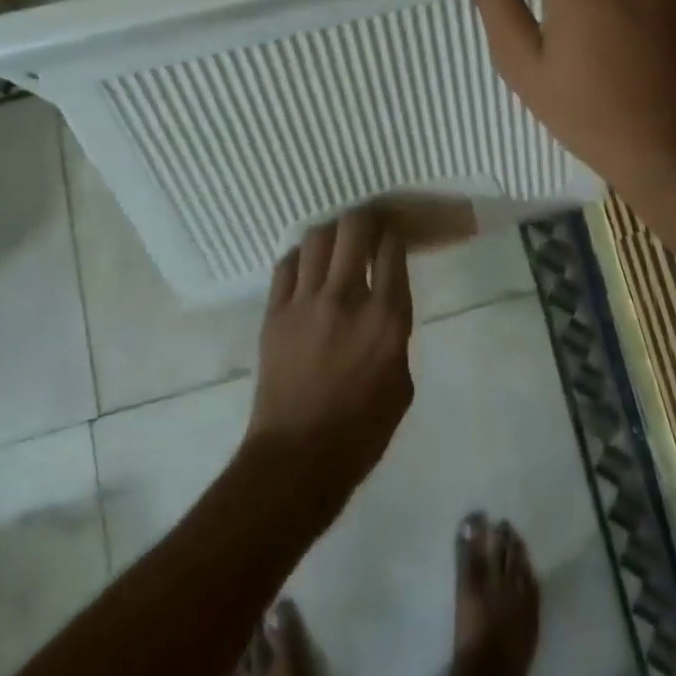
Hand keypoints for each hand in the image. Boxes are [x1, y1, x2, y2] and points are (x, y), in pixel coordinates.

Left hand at [246, 206, 415, 507]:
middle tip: (368, 224)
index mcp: (386, 318)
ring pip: (316, 238)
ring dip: (331, 233)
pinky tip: (306, 266)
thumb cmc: (361, 432)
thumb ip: (395, 336)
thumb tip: (383, 309)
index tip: (394, 235)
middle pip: (354, 228)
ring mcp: (305, 302)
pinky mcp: (275, 313)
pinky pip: (286, 265)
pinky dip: (300, 258)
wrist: (298, 458)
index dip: (395, 234)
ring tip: (336, 242)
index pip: (392, 249)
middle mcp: (347, 298)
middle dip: (365, 217)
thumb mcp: (401, 384)